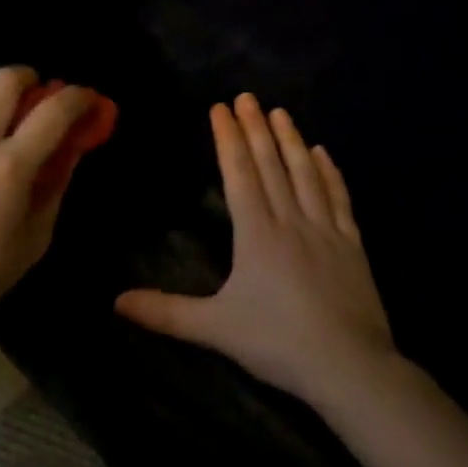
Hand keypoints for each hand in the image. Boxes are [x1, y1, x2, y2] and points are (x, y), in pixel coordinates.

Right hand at [116, 94, 395, 402]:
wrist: (351, 369)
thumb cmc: (277, 343)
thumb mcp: (214, 328)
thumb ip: (165, 313)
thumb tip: (115, 302)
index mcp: (257, 234)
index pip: (239, 175)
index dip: (228, 139)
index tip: (220, 108)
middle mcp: (290, 221)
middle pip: (271, 165)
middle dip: (256, 128)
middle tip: (247, 96)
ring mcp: (326, 231)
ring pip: (304, 174)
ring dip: (291, 140)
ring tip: (280, 112)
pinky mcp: (352, 247)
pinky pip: (339, 199)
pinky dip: (329, 173)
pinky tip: (322, 153)